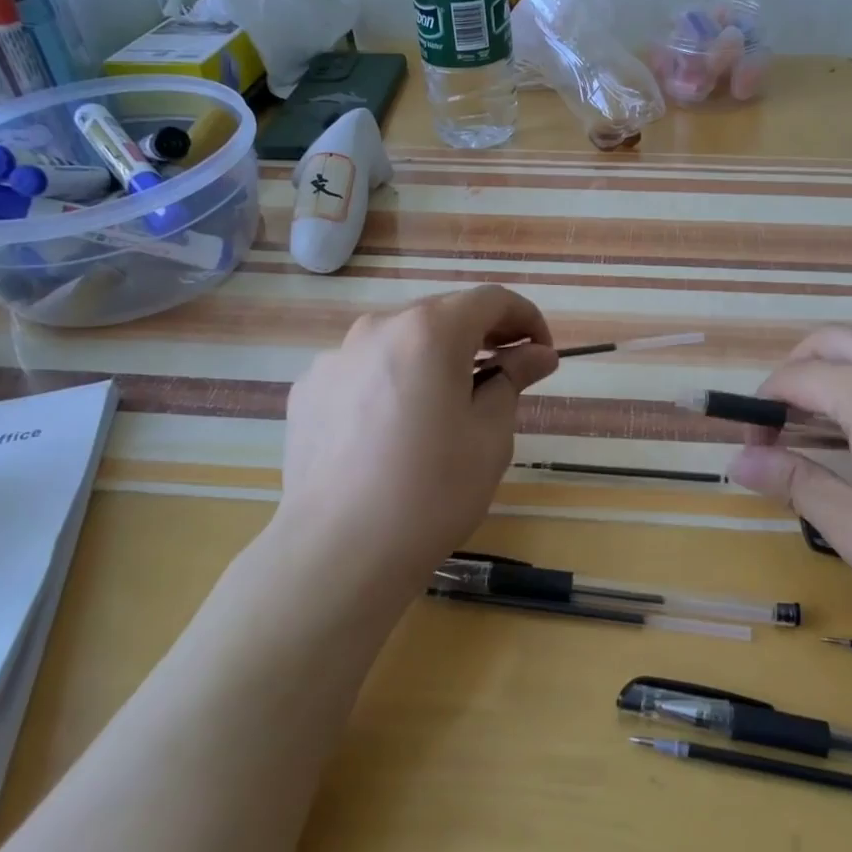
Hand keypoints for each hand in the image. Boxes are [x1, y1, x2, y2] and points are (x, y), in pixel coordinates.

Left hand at [276, 287, 558, 590]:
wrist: (339, 552)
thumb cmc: (433, 491)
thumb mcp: (490, 435)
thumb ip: (512, 379)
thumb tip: (537, 354)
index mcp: (430, 331)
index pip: (490, 300)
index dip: (526, 319)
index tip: (542, 353)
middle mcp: (378, 328)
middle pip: (442, 314)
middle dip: (481, 336)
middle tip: (505, 374)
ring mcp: (335, 358)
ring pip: (400, 341)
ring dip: (433, 358)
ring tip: (447, 404)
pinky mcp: (309, 390)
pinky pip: (363, 370)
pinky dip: (391, 381)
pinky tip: (395, 428)